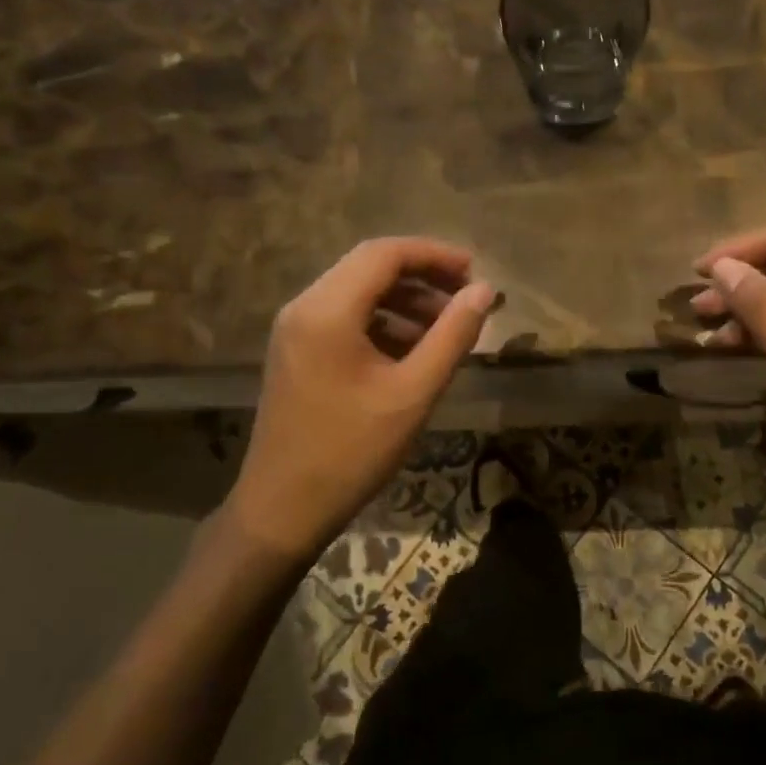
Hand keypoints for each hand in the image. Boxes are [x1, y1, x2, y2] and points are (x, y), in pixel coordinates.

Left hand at [224, 238, 496, 560]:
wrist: (281, 510)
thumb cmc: (351, 452)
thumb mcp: (413, 393)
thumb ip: (453, 335)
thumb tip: (484, 291)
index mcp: (327, 310)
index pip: (384, 253)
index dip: (434, 254)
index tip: (474, 271)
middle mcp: (304, 306)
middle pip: (369, 266)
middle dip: (422, 275)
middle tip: (466, 295)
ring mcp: (295, 329)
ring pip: (358, 291)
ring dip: (404, 299)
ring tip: (447, 325)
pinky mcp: (296, 351)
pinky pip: (344, 317)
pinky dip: (382, 321)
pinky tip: (412, 349)